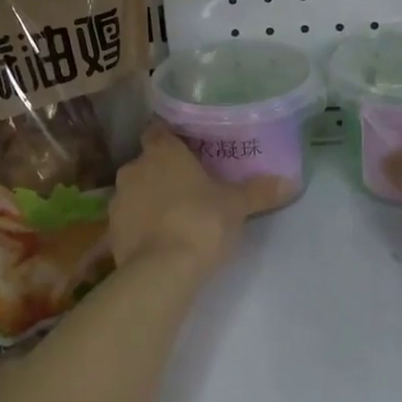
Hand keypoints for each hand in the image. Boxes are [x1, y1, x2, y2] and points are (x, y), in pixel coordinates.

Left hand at [110, 125, 295, 273]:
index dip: (171, 138)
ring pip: (136, 191)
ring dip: (150, 199)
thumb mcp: (237, 205)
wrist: (162, 271)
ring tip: (175, 215)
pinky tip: (160, 240)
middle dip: (163, 172)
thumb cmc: (201, 221)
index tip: (188, 149)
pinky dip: (141, 225)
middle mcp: (134, 168)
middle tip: (189, 186)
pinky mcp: (111, 231)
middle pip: (147, 162)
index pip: (159, 131)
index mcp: (162, 151)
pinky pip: (129, 220)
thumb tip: (291, 182)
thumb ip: (259, 191)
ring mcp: (118, 200)